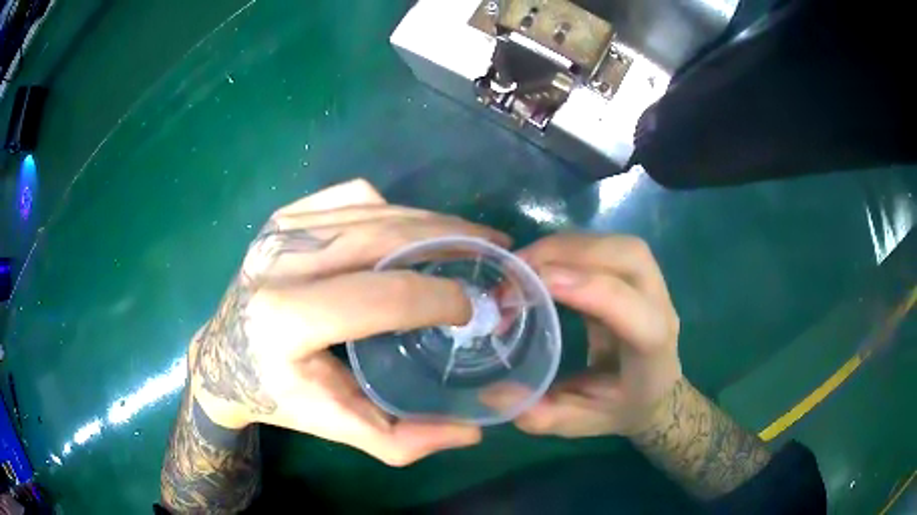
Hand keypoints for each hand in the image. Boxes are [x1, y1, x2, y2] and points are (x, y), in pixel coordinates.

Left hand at [189, 179, 509, 465]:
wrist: (221, 357)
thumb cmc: (278, 395)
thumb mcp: (338, 426)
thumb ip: (404, 439)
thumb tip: (472, 431)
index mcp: (285, 320)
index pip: (382, 295)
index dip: (439, 297)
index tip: (473, 307)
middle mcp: (279, 262)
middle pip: (385, 235)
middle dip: (451, 239)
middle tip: (492, 250)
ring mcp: (280, 231)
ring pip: (375, 208)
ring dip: (429, 220)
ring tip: (463, 239)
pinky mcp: (283, 218)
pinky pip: (353, 196)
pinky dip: (392, 208)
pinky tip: (407, 232)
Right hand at [511, 234, 681, 436]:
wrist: (657, 391)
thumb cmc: (621, 408)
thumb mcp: (581, 422)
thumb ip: (542, 415)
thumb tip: (493, 393)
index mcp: (652, 349)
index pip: (632, 310)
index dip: (589, 289)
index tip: (537, 282)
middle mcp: (660, 308)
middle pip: (628, 258)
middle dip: (570, 254)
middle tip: (518, 269)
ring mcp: (654, 285)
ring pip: (618, 244)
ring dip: (568, 245)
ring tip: (525, 262)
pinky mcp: (637, 273)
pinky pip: (607, 245)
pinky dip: (571, 246)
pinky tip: (543, 261)